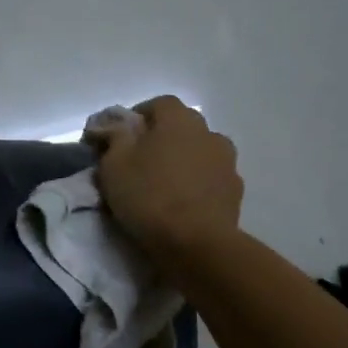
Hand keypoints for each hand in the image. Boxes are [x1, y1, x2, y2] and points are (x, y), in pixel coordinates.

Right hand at [93, 96, 242, 260]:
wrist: (196, 243)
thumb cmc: (149, 197)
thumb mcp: (114, 165)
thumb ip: (113, 138)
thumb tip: (113, 125)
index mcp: (178, 120)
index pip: (159, 104)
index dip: (138, 116)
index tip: (121, 136)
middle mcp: (208, 132)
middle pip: (182, 126)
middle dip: (162, 137)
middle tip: (140, 160)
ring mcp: (226, 162)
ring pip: (200, 151)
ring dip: (183, 160)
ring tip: (164, 183)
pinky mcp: (235, 190)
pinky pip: (211, 177)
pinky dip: (198, 183)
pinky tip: (183, 202)